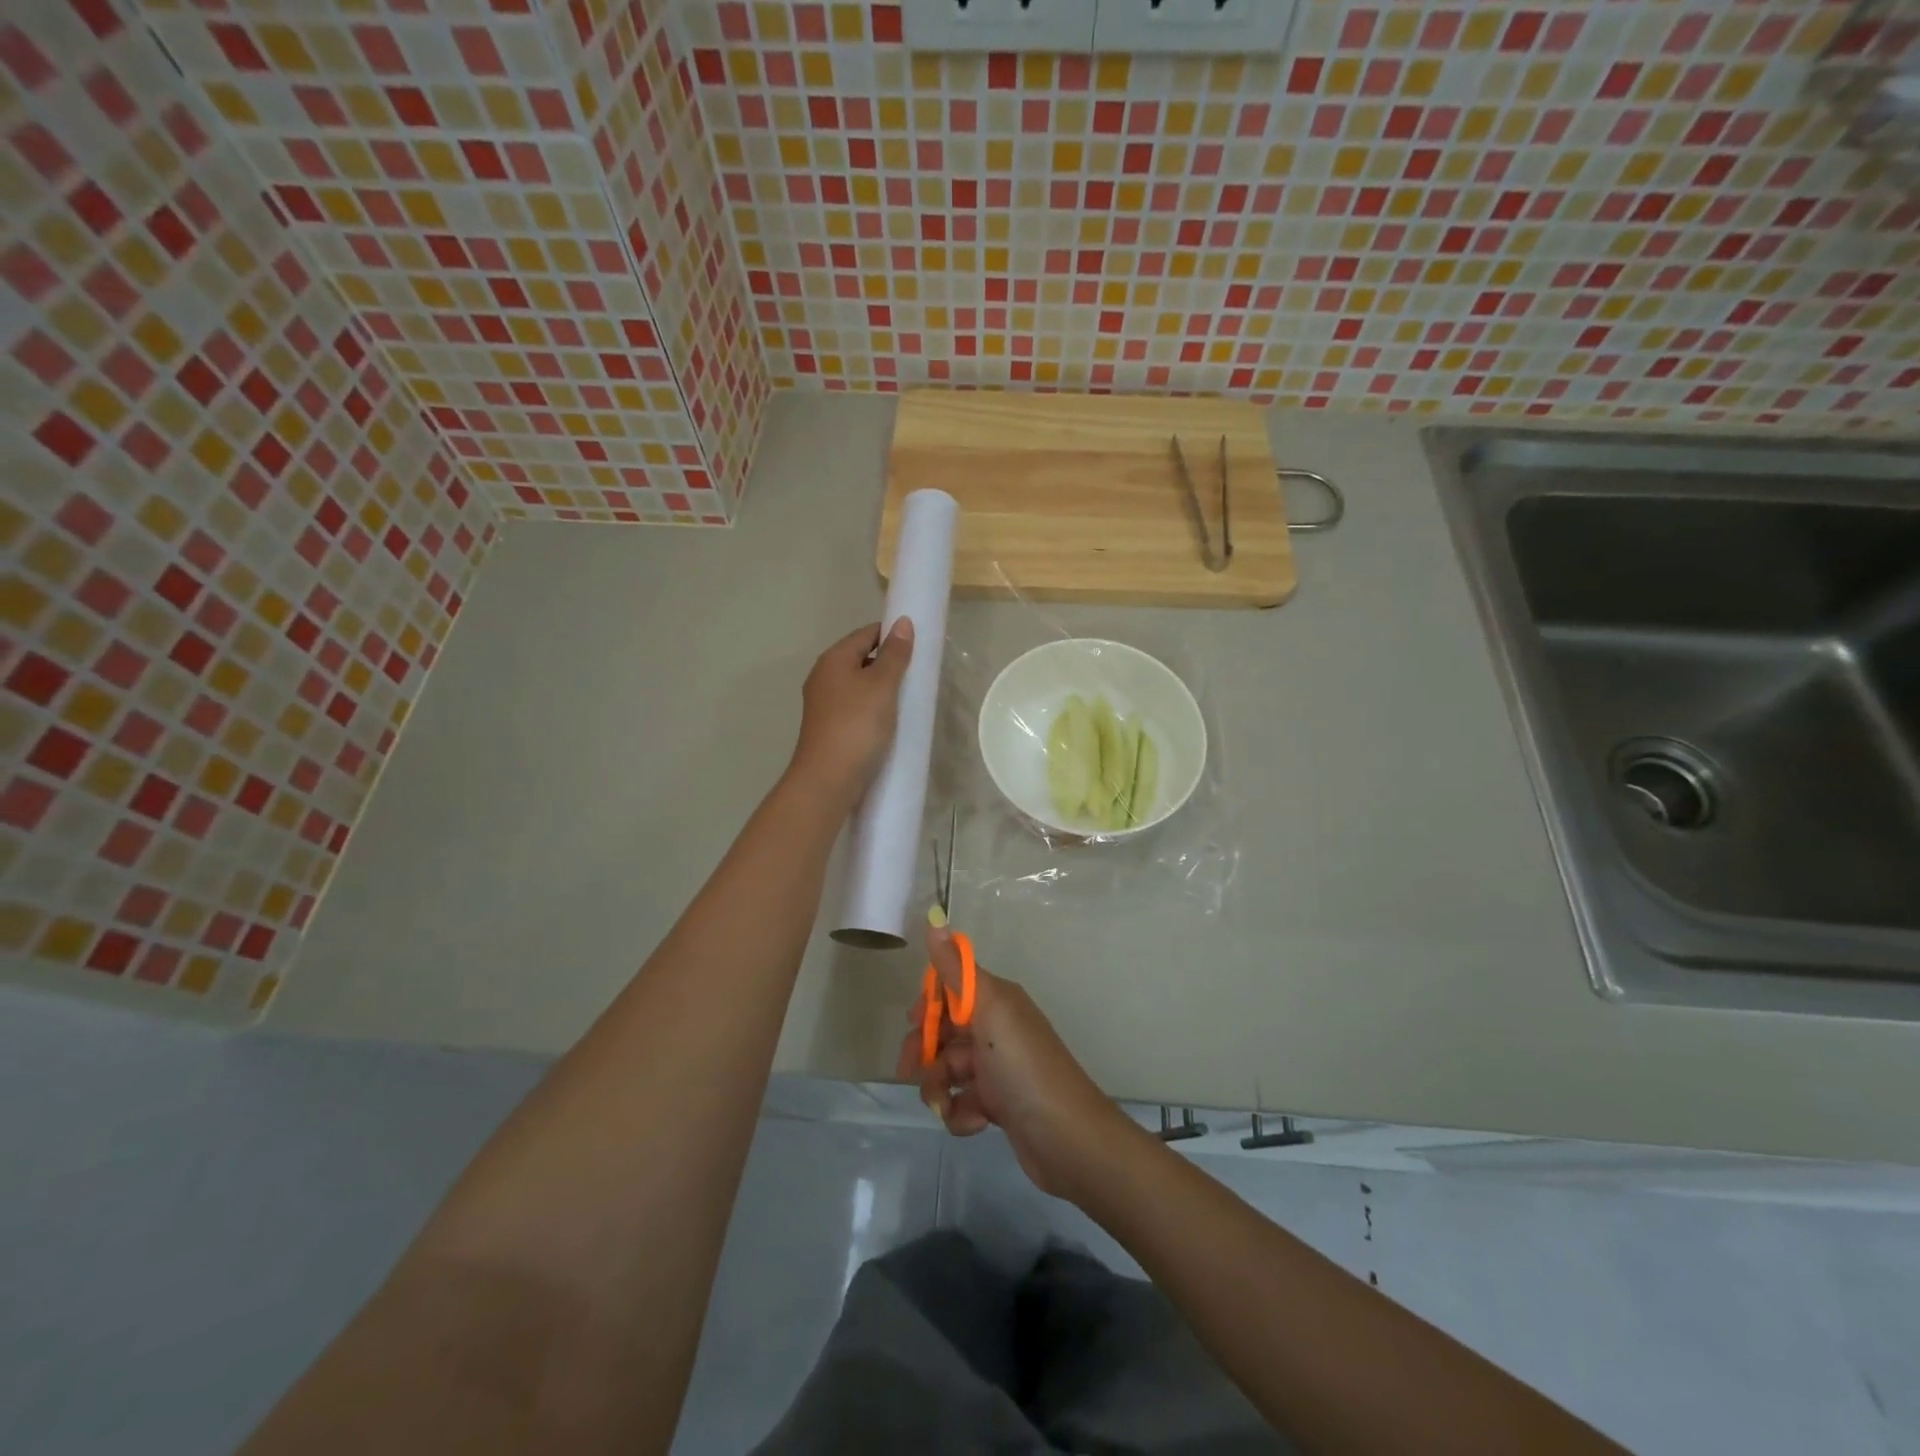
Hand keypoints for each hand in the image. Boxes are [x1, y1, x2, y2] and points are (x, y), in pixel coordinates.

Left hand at [788, 619, 913, 809]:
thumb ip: (894, 654)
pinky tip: (891, 721)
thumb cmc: (856, 725)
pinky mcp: (830, 728)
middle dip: (889, 663)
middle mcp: (824, 677)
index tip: (919, 646)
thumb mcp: (882, 686)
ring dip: (883, 689)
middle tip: (918, 674)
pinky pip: (856, 708)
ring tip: (910, 698)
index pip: (866, 634)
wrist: (828, 780)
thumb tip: (903, 622)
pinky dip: (874, 708)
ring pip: (859, 685)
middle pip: (861, 659)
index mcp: (833, 660)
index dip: (892, 635)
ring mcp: (824, 704)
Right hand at [897, 926, 1126, 1200]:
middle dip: (925, 1051)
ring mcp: (996, 1068)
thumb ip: (957, 969)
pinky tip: (975, 1122)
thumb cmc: (1024, 1066)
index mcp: (996, 1000)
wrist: (1066, 1136)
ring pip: (947, 1070)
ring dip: (939, 1088)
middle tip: (911, 1071)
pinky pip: (962, 1102)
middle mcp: (996, 1028)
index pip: (951, 988)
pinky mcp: (997, 1105)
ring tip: (946, 1104)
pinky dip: (961, 1114)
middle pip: (944, 1031)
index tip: (914, 1022)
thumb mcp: (989, 1010)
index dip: (929, 1004)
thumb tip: (935, 917)